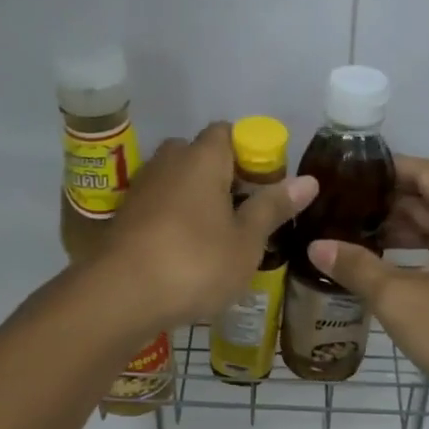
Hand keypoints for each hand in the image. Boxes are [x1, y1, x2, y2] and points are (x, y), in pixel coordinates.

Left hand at [101, 123, 318, 329]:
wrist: (120, 296)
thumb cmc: (195, 263)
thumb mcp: (246, 242)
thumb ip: (273, 208)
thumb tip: (308, 180)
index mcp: (202, 158)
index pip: (227, 132)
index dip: (249, 151)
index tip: (264, 184)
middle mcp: (168, 162)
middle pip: (198, 155)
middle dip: (220, 176)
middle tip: (242, 211)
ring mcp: (141, 189)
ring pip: (175, 182)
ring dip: (194, 200)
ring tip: (216, 236)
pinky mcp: (123, 217)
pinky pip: (157, 206)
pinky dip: (172, 220)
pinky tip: (184, 253)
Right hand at [306, 157, 428, 415]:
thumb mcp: (399, 297)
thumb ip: (356, 266)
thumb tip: (316, 246)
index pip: (426, 173)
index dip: (388, 168)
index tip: (348, 174)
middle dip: (387, 202)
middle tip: (340, 206)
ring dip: (399, 230)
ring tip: (351, 234)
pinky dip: (414, 254)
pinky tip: (381, 268)